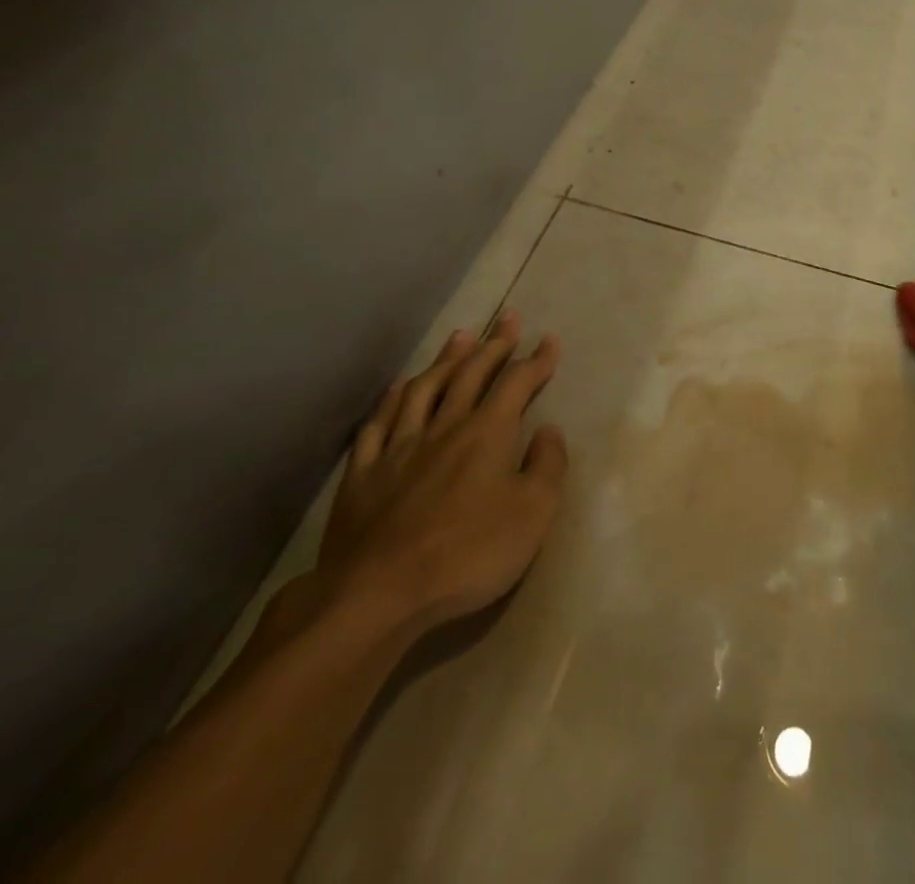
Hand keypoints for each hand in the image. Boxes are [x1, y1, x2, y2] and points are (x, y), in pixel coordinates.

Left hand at [311, 314, 569, 642]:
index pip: (517, 383)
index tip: (550, 340)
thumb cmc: (468, 553)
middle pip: (471, 373)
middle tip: (508, 319)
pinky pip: (379, 424)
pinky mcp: (364, 474)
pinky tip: (399, 388)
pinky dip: (393, 400)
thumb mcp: (533, 513)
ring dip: (446, 359)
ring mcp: (399, 447)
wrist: (378, 594)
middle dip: (494, 344)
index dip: (537, 360)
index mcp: (487, 433)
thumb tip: (549, 430)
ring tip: (460, 337)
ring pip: (424, 388)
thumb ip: (547, 466)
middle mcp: (444, 427)